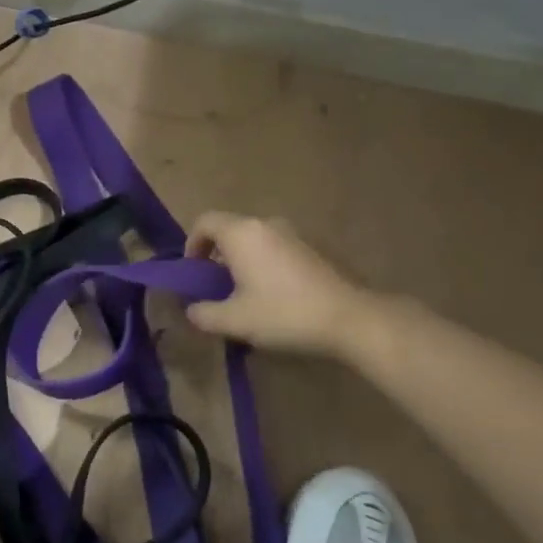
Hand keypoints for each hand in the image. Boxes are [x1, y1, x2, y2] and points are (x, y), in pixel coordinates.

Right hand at [185, 212, 371, 355]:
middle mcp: (265, 224)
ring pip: (255, 240)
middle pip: (230, 229)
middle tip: (217, 287)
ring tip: (245, 294)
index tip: (194, 272)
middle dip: (217, 255)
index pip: (204, 222)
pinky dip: (265, 264)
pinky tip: (274, 296)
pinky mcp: (313, 248)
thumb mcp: (235, 321)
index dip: (192, 244)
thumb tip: (192, 310)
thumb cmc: (284, 313)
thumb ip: (204, 314)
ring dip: (242, 261)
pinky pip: (276, 249)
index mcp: (242, 233)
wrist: (350, 319)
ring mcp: (293, 234)